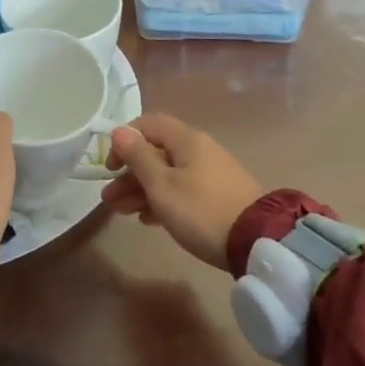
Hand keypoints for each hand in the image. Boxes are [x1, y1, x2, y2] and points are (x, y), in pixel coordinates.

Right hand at [101, 113, 261, 270]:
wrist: (255, 240)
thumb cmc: (200, 210)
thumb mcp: (162, 185)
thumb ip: (139, 157)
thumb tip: (120, 131)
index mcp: (186, 140)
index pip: (148, 124)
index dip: (125, 140)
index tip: (110, 166)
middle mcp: (199, 150)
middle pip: (156, 152)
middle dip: (129, 173)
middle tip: (109, 199)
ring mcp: (210, 174)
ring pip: (167, 174)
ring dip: (141, 190)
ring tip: (121, 212)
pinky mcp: (217, 196)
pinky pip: (182, 190)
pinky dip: (162, 201)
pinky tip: (148, 220)